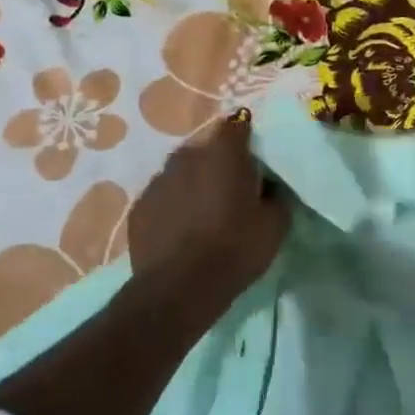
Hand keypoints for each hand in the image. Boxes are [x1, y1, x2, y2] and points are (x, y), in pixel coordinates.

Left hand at [128, 115, 289, 288]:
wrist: (180, 288)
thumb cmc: (235, 248)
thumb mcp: (275, 223)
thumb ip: (276, 195)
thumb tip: (269, 186)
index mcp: (224, 152)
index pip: (239, 125)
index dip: (249, 140)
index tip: (257, 162)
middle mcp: (187, 155)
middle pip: (208, 149)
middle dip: (220, 164)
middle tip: (234, 192)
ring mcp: (158, 180)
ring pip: (183, 173)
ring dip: (195, 185)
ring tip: (206, 214)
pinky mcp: (139, 206)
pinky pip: (163, 197)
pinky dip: (174, 207)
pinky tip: (183, 232)